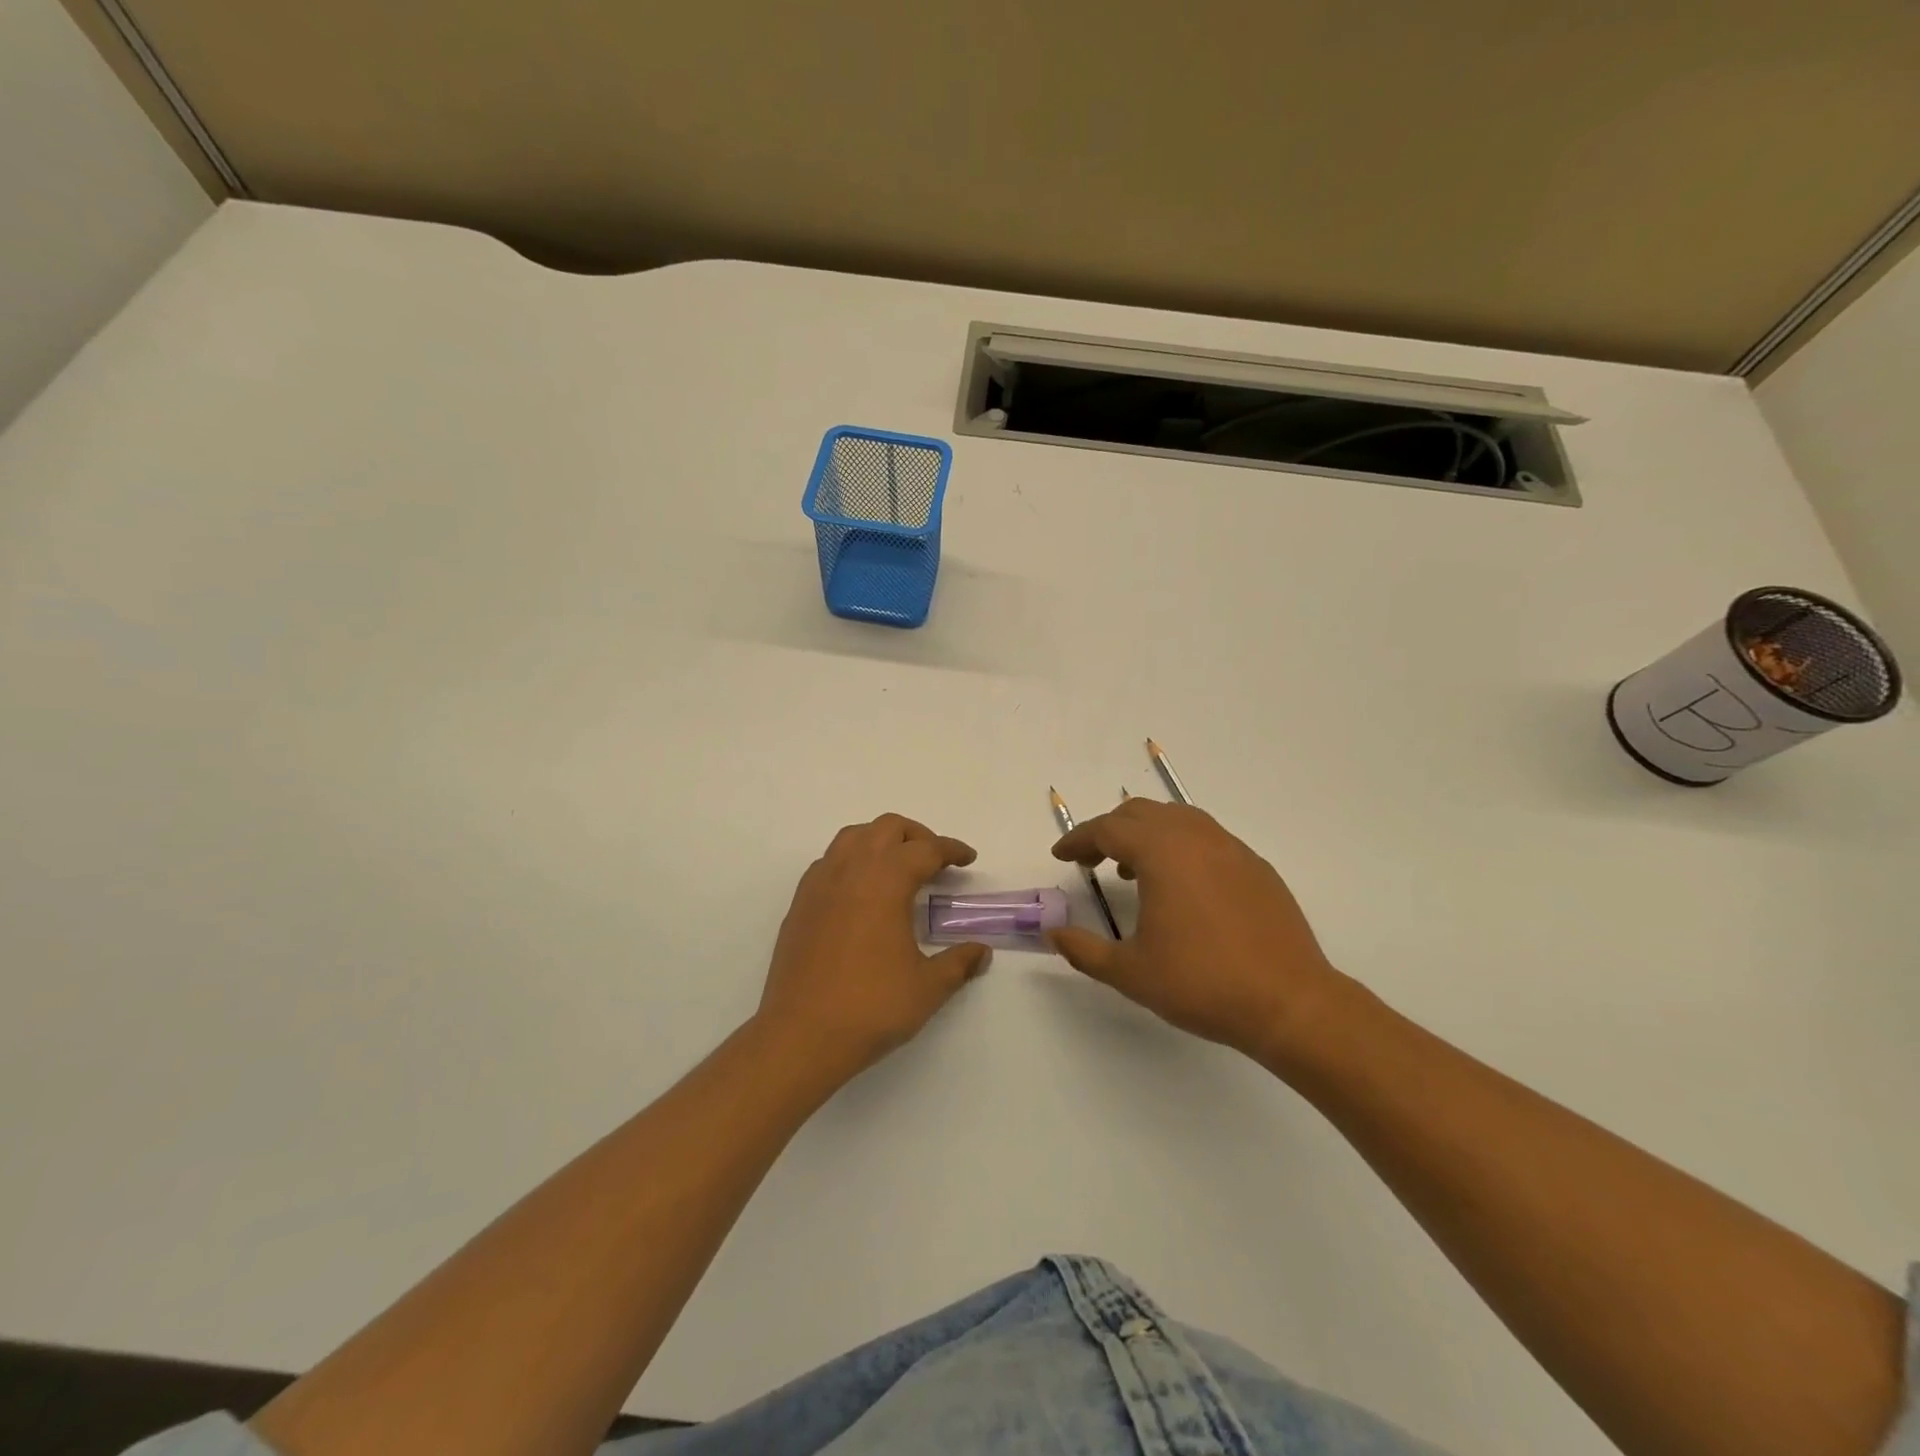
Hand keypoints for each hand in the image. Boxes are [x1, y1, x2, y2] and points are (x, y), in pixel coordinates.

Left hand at [757, 814, 990, 1083]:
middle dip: (917, 835)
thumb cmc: (870, 1007)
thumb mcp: (927, 988)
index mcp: (886, 881)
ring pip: (853, 836)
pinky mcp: (800, 902)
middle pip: (887, 828)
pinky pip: (829, 860)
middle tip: (935, 860)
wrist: (801, 1035)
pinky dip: (852, 860)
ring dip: (881, 839)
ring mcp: (820, 883)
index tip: (968, 858)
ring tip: (898, 866)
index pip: (926, 849)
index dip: (951, 849)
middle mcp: (851, 870)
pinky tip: (860, 890)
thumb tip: (981, 951)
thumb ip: (958, 963)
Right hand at [1049, 799, 1345, 1067]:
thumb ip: (1084, 950)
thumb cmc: (1202, 984)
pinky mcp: (1256, 867)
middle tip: (1091, 860)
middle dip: (1109, 831)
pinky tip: (1182, 886)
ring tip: (1133, 870)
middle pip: (1141, 813)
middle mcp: (1196, 838)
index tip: (1061, 856)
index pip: (1108, 830)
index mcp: (1162, 853)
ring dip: (1146, 834)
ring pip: (1178, 819)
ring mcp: (1231, 849)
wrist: (1289, 1003)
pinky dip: (1180, 847)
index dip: (1079, 840)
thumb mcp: (1130, 973)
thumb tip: (1054, 935)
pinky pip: (1207, 838)